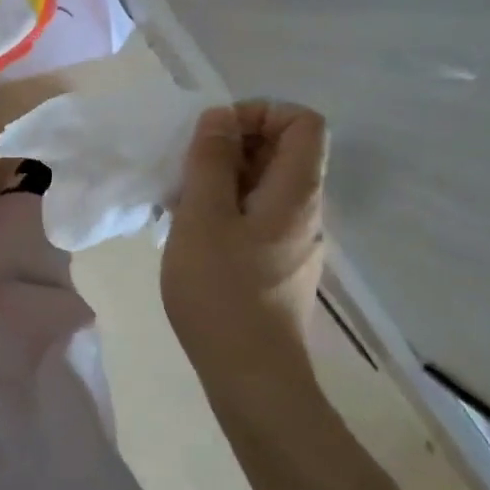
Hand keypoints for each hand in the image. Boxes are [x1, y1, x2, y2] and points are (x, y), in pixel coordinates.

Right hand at [162, 101, 328, 348]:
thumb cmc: (222, 291)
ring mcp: (295, 240)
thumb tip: (220, 117)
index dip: (260, 112)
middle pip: (283, 151)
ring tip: (182, 203)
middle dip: (232, 146)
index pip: (302, 121)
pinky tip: (193, 235)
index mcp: (296, 191)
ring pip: (264, 185)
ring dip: (223, 180)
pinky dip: (226, 210)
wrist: (251, 377)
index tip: (216, 135)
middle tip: (189, 171)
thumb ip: (210, 159)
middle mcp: (306, 210)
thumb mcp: (203, 216)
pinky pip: (257, 216)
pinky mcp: (279, 265)